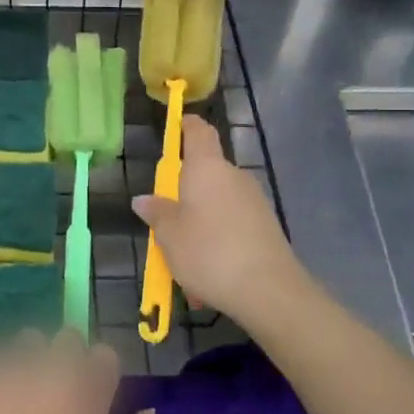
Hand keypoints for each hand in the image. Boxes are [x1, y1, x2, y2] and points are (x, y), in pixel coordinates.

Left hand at [0, 332, 148, 413]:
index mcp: (80, 404)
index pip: (104, 356)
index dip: (99, 375)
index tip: (91, 397)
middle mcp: (43, 374)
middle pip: (66, 339)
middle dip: (65, 362)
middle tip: (51, 400)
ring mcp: (0, 369)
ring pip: (23, 342)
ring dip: (25, 362)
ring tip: (12, 399)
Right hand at [133, 114, 307, 327]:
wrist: (268, 290)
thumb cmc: (208, 251)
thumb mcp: (169, 235)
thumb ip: (157, 213)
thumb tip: (144, 199)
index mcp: (207, 168)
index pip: (199, 132)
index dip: (187, 125)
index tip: (177, 124)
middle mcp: (234, 177)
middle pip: (206, 173)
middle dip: (185, 193)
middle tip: (166, 221)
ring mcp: (254, 202)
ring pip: (217, 204)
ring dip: (200, 223)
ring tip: (184, 261)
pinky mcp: (266, 227)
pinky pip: (232, 226)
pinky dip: (217, 242)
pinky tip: (208, 276)